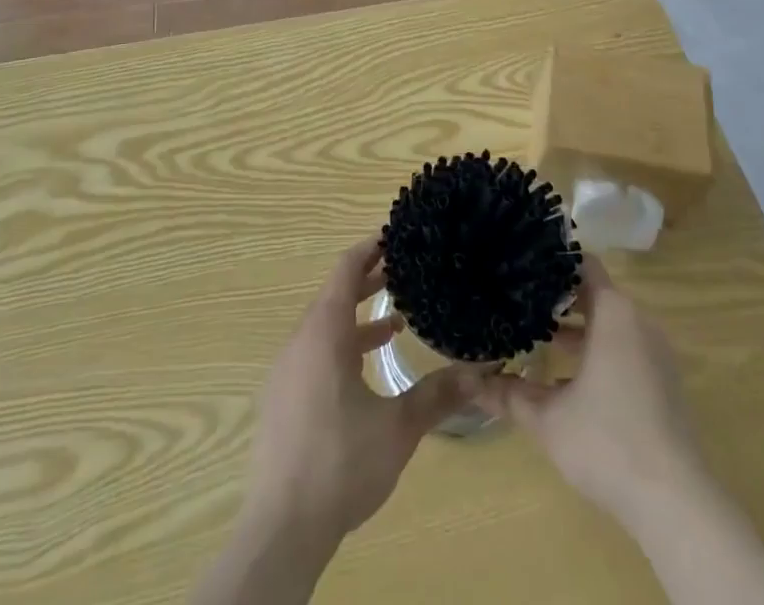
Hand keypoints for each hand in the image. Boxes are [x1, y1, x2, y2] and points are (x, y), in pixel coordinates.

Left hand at [243, 235, 480, 543]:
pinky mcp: (282, 398)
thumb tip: (482, 370)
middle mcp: (301, 341)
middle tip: (405, 272)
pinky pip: (314, 352)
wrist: (281, 528)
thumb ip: (438, 394)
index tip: (396, 236)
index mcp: (324, 332)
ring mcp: (287, 370)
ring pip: (324, 326)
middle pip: (335, 294)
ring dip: (357, 318)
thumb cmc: (340, 463)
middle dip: (369, 281)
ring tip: (396, 323)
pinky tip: (366, 372)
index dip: (370, 248)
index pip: (346, 269)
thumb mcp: (398, 427)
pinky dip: (341, 345)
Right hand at [478, 255, 704, 531]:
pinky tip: (569, 382)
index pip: (583, 264)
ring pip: (610, 325)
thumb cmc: (606, 442)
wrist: (675, 503)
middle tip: (521, 303)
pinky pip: (626, 349)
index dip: (553, 263)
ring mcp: (656, 352)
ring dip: (578, 331)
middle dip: (558, 300)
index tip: (523, 268)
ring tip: (539, 341)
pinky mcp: (664, 382)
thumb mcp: (547, 418)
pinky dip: (599, 353)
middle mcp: (638, 321)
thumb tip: (468, 382)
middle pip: (594, 294)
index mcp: (613, 312)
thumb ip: (508, 394)